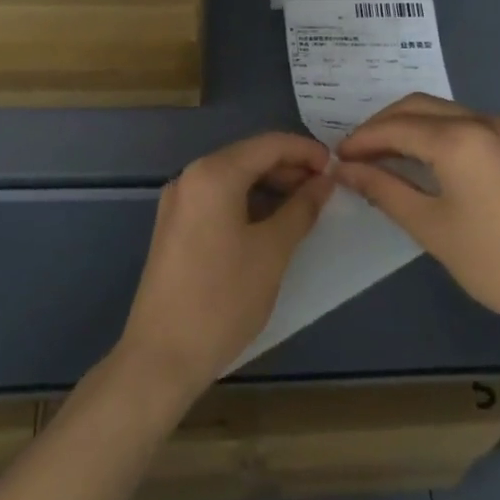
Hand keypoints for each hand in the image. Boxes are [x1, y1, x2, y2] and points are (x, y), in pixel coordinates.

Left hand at [115, 132, 334, 407]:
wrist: (162, 355)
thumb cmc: (223, 298)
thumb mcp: (272, 251)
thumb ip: (302, 209)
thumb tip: (324, 182)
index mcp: (213, 174)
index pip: (269, 144)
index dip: (306, 151)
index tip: (337, 168)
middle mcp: (190, 177)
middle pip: (249, 157)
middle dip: (290, 168)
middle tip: (326, 190)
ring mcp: (179, 202)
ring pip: (234, 178)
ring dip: (271, 186)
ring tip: (306, 207)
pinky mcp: (175, 226)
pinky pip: (218, 198)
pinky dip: (249, 202)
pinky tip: (273, 222)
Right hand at [334, 95, 499, 351]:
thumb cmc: (496, 263)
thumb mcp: (431, 227)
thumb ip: (385, 190)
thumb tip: (346, 170)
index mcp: (459, 139)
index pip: (395, 126)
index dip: (361, 140)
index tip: (336, 159)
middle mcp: (484, 122)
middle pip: (418, 108)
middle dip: (381, 126)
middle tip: (355, 156)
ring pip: (444, 114)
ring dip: (409, 128)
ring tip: (381, 159)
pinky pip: (466, 126)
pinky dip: (436, 135)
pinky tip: (422, 162)